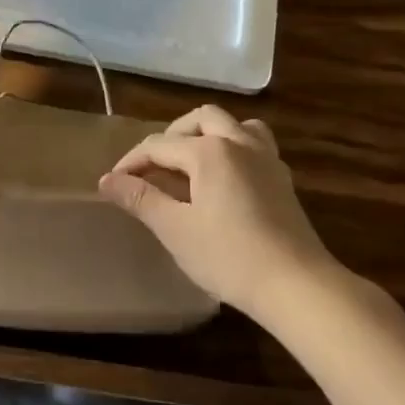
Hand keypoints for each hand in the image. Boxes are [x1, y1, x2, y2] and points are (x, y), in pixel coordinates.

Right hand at [100, 106, 340, 319]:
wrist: (296, 285)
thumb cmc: (229, 256)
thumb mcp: (175, 229)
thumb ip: (141, 199)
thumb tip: (107, 180)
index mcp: (209, 151)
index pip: (159, 145)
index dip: (132, 162)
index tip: (113, 182)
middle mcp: (239, 142)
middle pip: (200, 119)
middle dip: (172, 135)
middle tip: (154, 166)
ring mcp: (266, 158)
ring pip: (234, 124)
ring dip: (209, 133)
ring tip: (192, 160)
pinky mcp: (282, 179)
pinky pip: (255, 145)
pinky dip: (235, 148)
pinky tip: (226, 178)